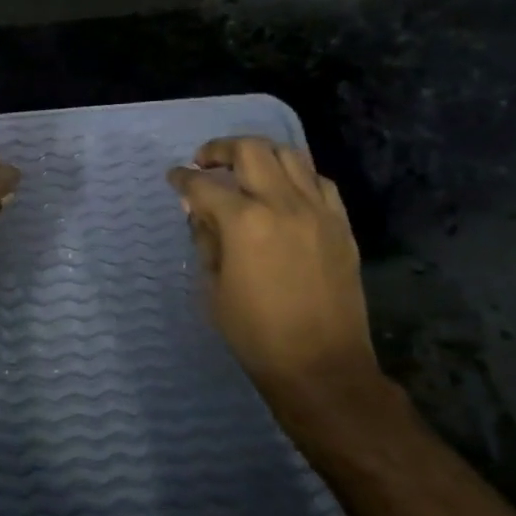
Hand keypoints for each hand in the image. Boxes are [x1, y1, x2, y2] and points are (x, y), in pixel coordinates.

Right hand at [167, 137, 377, 396]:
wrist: (322, 367)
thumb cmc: (256, 334)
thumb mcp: (214, 288)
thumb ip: (206, 240)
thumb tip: (200, 212)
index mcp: (244, 222)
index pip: (204, 185)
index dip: (183, 178)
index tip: (174, 177)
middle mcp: (283, 204)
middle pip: (251, 149)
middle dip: (221, 149)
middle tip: (206, 161)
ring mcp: (318, 211)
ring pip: (290, 155)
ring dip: (261, 154)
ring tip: (245, 168)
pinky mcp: (341, 224)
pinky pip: (319, 181)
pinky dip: (296, 175)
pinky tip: (285, 190)